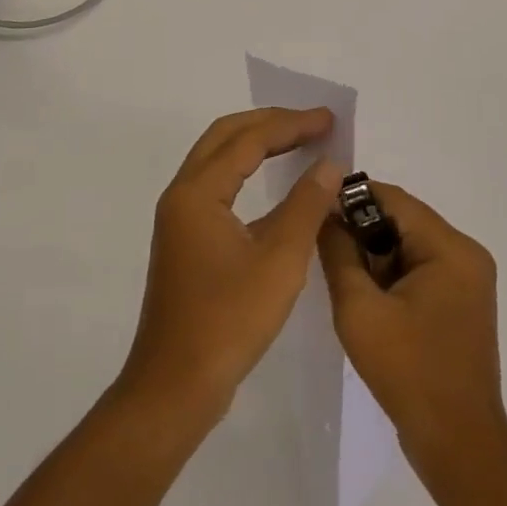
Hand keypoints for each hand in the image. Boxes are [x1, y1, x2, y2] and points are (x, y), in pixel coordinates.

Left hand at [117, 108, 341, 421]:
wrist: (176, 386)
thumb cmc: (229, 321)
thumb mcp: (279, 261)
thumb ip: (306, 206)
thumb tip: (330, 165)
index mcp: (198, 192)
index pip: (248, 139)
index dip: (291, 125)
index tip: (329, 119)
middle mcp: (182, 194)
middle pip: (226, 136)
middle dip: (270, 124)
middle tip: (313, 123)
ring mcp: (180, 217)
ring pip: (219, 159)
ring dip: (257, 144)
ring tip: (299, 142)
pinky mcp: (185, 239)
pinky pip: (218, 185)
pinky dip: (247, 172)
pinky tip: (275, 187)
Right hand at [317, 184, 506, 464]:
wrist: (458, 447)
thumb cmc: (408, 372)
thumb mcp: (359, 308)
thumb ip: (338, 252)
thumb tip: (325, 214)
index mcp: (451, 248)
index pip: (394, 199)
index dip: (351, 199)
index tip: (315, 210)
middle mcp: (467, 254)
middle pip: (403, 220)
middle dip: (362, 231)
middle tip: (326, 251)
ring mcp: (469, 279)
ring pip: (409, 244)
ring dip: (375, 255)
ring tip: (344, 279)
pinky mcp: (462, 302)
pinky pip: (420, 268)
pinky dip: (392, 275)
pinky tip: (369, 300)